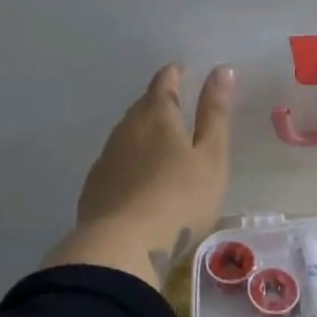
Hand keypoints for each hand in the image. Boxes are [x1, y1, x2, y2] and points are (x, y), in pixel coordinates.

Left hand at [44, 64, 235, 286]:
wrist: (122, 247)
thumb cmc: (179, 199)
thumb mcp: (211, 156)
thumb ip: (215, 113)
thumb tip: (222, 70)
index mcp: (157, 115)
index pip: (164, 83)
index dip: (174, 74)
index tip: (182, 71)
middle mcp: (127, 129)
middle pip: (143, 106)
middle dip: (158, 103)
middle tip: (176, 107)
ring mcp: (106, 158)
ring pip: (127, 134)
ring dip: (143, 133)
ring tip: (160, 143)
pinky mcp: (95, 187)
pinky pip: (116, 162)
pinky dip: (130, 161)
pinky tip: (138, 178)